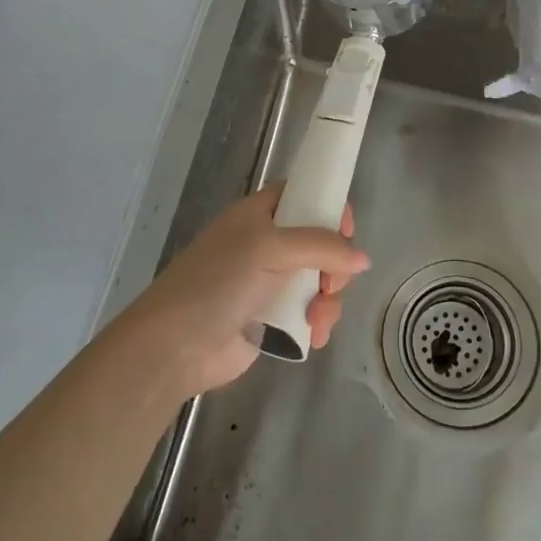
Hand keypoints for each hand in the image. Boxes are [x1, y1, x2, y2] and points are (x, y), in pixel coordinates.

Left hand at [125, 185, 369, 395]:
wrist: (177, 345)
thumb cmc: (218, 282)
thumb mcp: (269, 248)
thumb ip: (320, 246)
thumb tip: (363, 259)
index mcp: (259, 215)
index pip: (303, 195)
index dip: (328, 206)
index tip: (346, 230)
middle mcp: (268, 244)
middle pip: (321, 241)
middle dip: (335, 263)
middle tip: (331, 282)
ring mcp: (272, 283)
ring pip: (321, 281)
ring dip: (328, 300)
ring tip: (317, 319)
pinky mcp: (275, 319)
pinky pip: (312, 313)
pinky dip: (319, 323)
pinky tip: (314, 336)